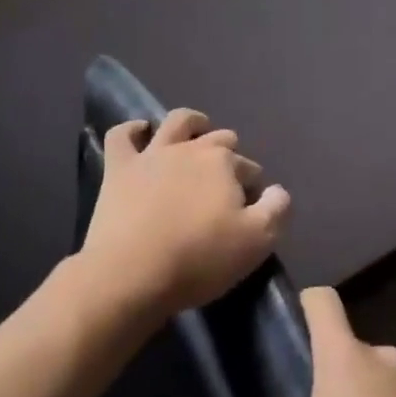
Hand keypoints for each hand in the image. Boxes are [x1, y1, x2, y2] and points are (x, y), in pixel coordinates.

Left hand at [77, 108, 291, 325]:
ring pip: (177, 122)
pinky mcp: (119, 169)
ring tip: (197, 136)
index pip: (248, 167)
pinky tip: (140, 133)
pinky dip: (133, 130)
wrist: (130, 274)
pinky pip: (122, 135)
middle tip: (226, 184)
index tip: (249, 209)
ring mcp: (152, 155)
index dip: (252, 186)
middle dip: (229, 154)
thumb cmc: (199, 259)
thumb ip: (276, 209)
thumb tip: (276, 191)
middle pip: (219, 140)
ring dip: (192, 124)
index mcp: (225, 163)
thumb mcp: (257, 242)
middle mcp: (191, 149)